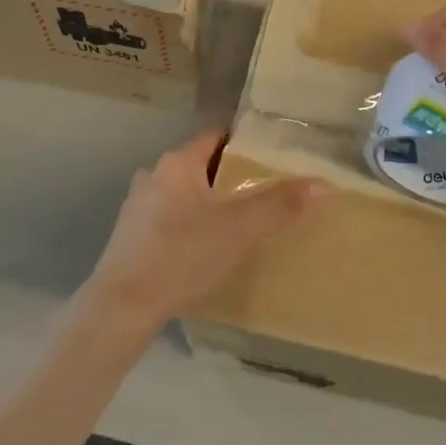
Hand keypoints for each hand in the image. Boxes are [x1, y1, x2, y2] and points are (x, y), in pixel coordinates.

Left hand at [82, 131, 322, 333]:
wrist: (122, 307)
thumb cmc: (181, 255)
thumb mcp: (239, 229)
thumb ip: (280, 205)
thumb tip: (323, 185)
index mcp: (177, 163)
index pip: (216, 136)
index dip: (245, 143)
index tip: (272, 156)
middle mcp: (153, 175)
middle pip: (201, 165)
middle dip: (230, 177)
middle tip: (264, 191)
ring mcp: (138, 207)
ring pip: (185, 193)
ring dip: (209, 202)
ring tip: (240, 221)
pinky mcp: (131, 237)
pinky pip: (170, 218)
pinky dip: (191, 224)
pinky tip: (207, 247)